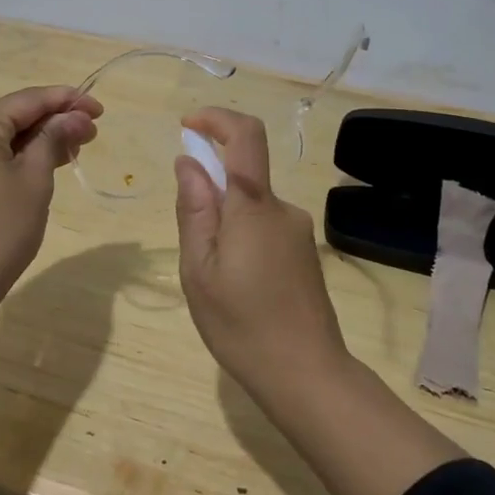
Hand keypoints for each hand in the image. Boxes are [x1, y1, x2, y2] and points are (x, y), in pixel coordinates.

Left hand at [0, 85, 101, 306]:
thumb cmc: (0, 229)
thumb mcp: (35, 179)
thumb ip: (54, 139)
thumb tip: (75, 117)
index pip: (27, 100)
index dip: (66, 101)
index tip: (99, 108)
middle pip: (11, 117)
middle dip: (52, 122)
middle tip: (91, 133)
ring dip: (35, 140)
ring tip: (74, 148)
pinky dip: (14, 157)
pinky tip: (42, 163)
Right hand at [173, 107, 349, 395]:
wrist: (307, 376)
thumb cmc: (242, 324)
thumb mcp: (199, 269)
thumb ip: (194, 209)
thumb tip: (188, 162)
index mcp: (254, 206)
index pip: (245, 135)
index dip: (216, 118)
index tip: (187, 126)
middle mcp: (282, 208)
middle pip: (244, 173)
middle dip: (209, 186)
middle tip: (190, 240)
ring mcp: (298, 232)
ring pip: (251, 204)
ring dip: (224, 218)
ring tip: (211, 274)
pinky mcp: (303, 254)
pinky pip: (264, 226)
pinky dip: (240, 235)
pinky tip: (234, 284)